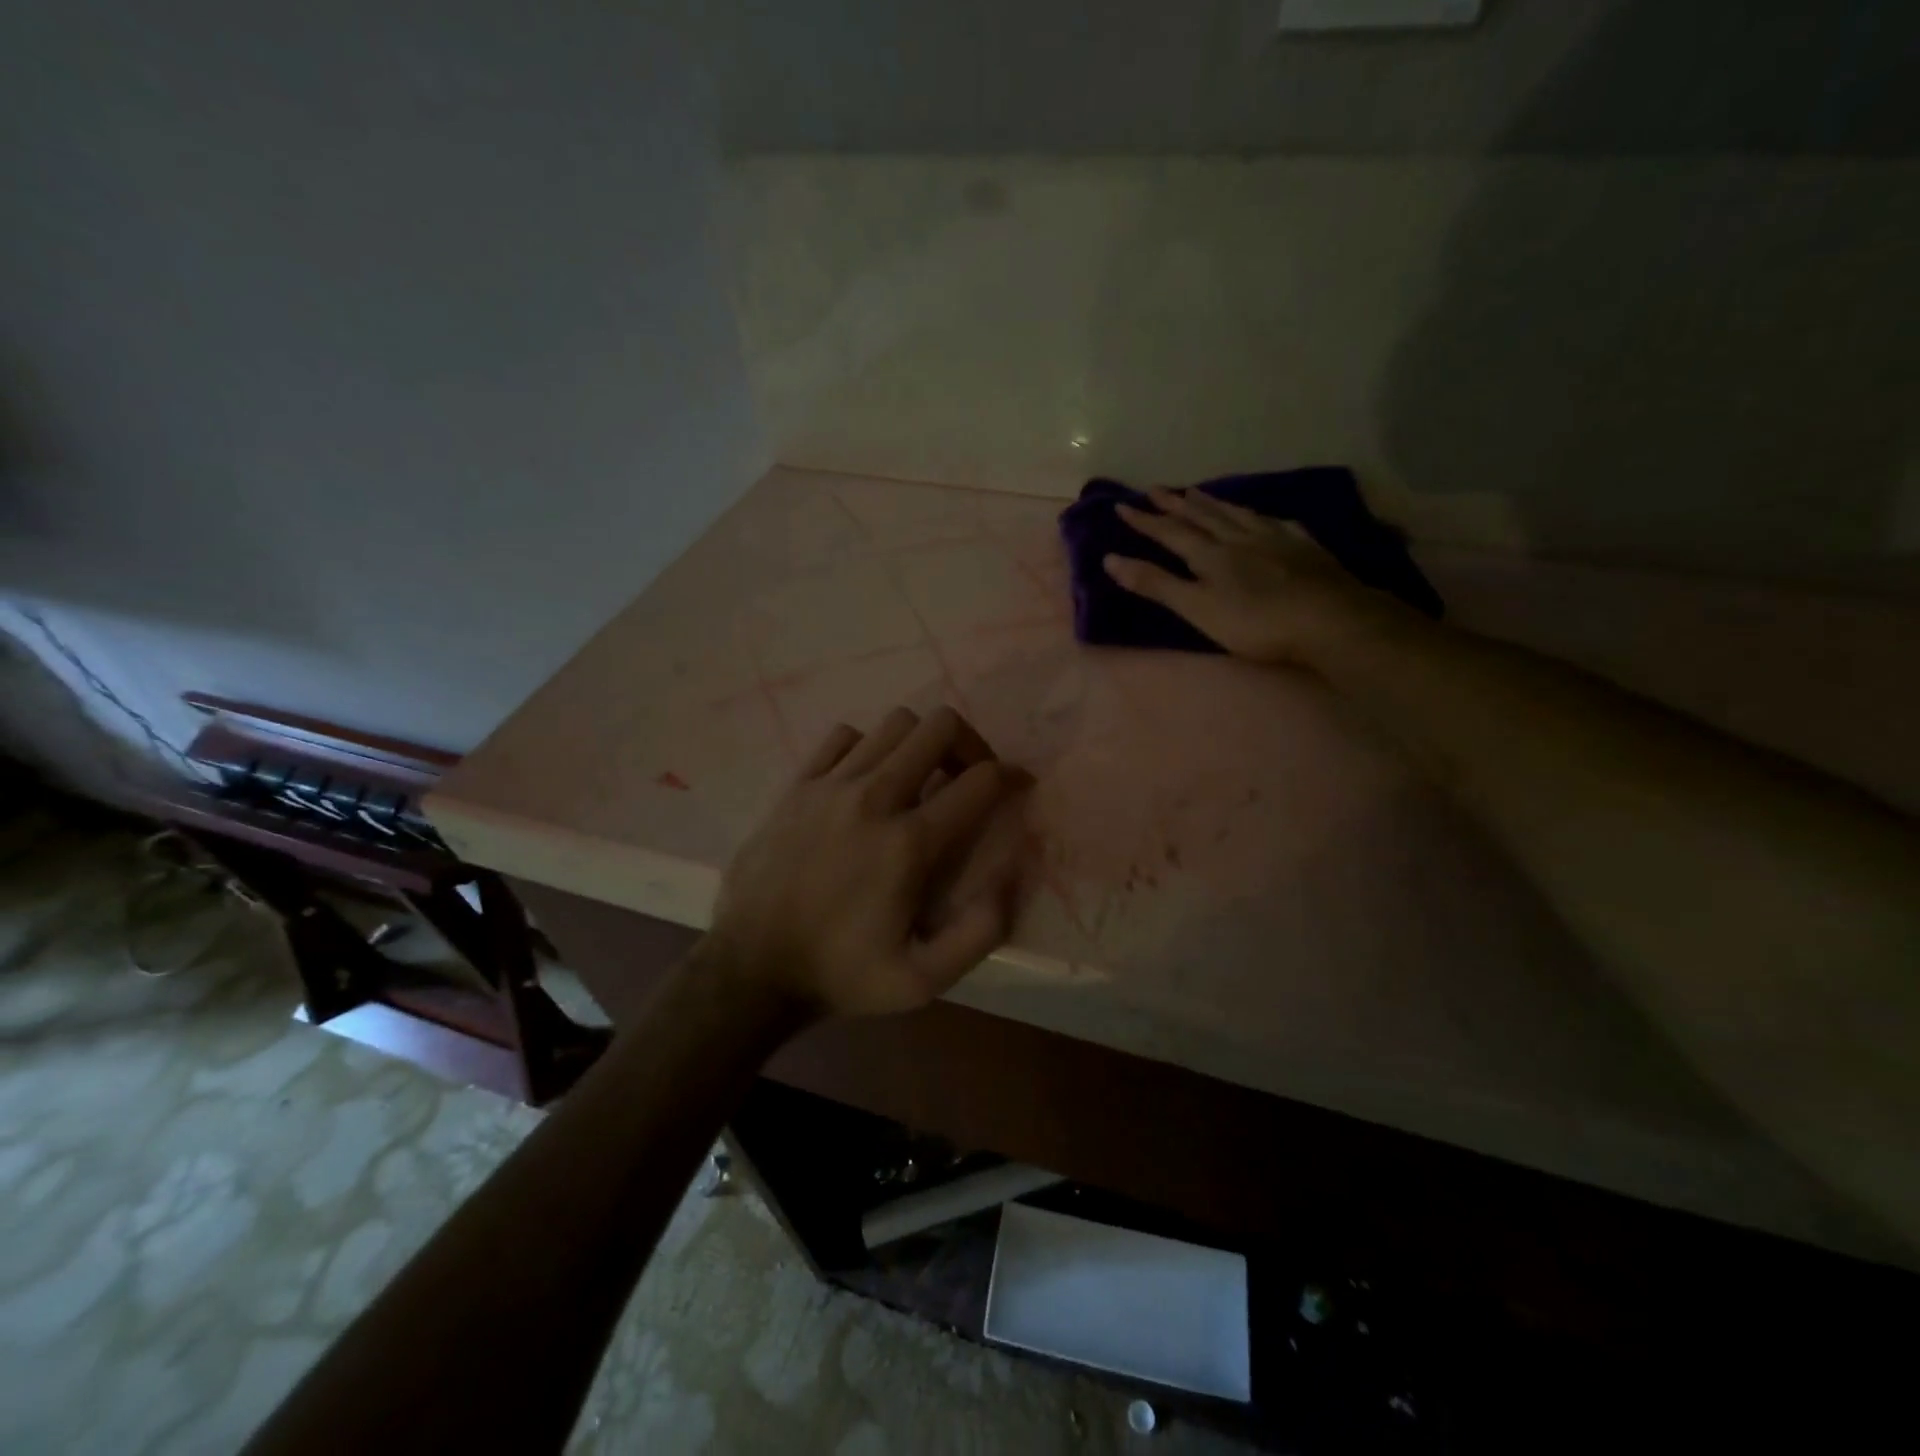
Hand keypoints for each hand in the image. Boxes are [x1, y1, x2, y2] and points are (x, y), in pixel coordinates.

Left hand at [703, 706, 1027, 1018]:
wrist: (751, 969)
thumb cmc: (841, 975)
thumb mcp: (922, 981)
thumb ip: (979, 933)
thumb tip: (1008, 879)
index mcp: (909, 845)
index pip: (980, 780)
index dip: (1011, 776)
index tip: (1017, 786)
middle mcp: (874, 799)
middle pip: (939, 727)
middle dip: (969, 744)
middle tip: (968, 776)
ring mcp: (831, 786)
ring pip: (894, 723)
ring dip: (920, 743)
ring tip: (921, 776)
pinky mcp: (798, 785)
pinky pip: (844, 737)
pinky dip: (867, 747)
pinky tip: (867, 780)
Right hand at [1103, 488, 1404, 664]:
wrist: (1329, 619)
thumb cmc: (1255, 622)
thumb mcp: (1197, 608)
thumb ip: (1156, 584)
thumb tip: (1110, 559)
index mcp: (1210, 555)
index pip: (1170, 532)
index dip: (1145, 520)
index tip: (1122, 505)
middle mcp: (1238, 538)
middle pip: (1202, 516)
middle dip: (1175, 504)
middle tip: (1156, 489)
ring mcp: (1274, 539)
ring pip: (1236, 514)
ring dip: (1212, 503)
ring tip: (1197, 492)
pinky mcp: (1303, 547)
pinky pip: (1274, 523)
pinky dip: (1257, 515)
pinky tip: (1260, 515)